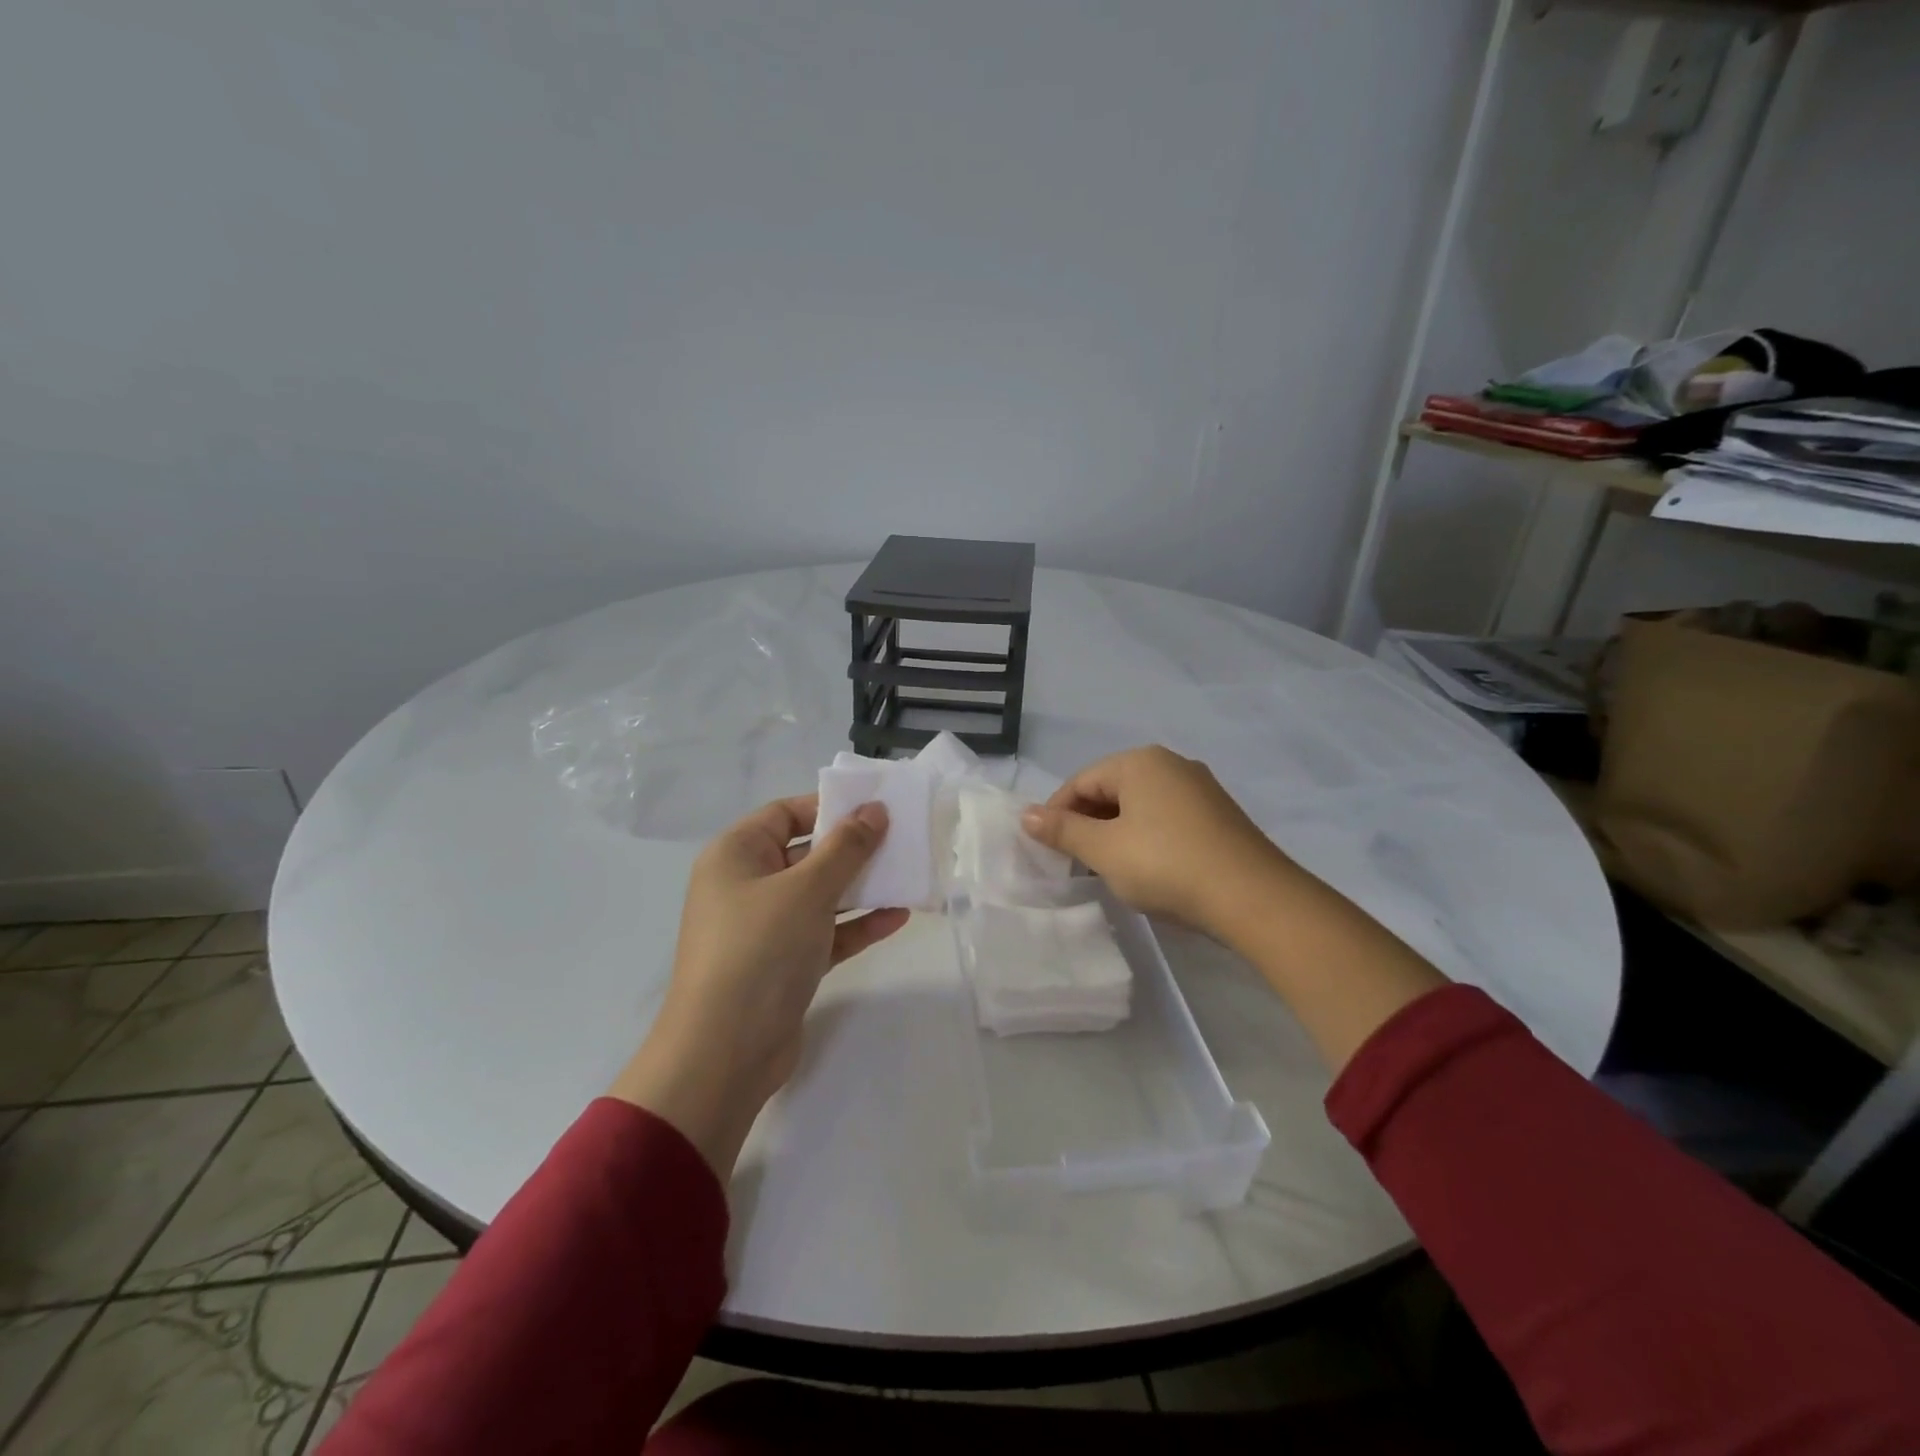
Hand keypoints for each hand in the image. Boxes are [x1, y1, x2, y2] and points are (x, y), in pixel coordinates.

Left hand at [609, 795, 909, 1174]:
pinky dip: (857, 925)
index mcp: (736, 855)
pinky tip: (898, 918)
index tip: (875, 807)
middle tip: (901, 839)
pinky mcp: (784, 964)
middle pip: (806, 853)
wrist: (725, 1052)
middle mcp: (747, 885)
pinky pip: (825, 932)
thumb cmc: (760, 950)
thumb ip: (846, 847)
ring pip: (820, 895)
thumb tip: (874, 809)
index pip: (785, 814)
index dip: (829, 807)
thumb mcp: (807, 889)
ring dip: (862, 887)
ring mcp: (765, 927)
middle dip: (853, 848)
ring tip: (908, 875)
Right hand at [1027, 744, 1445, 1070]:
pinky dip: (1147, 838)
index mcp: (1139, 762)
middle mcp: (1171, 764)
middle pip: (1111, 789)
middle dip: (1088, 823)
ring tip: (1108, 869)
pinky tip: (1147, 868)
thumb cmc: (1166, 865)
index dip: (1057, 814)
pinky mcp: (1219, 815)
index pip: (1081, 780)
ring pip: (1140, 806)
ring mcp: (1201, 788)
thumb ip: (1063, 831)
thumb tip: (1025, 814)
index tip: (1047, 849)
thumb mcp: (1104, 850)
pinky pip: (1167, 818)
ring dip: (1116, 833)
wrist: (1253, 897)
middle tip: (1075, 862)